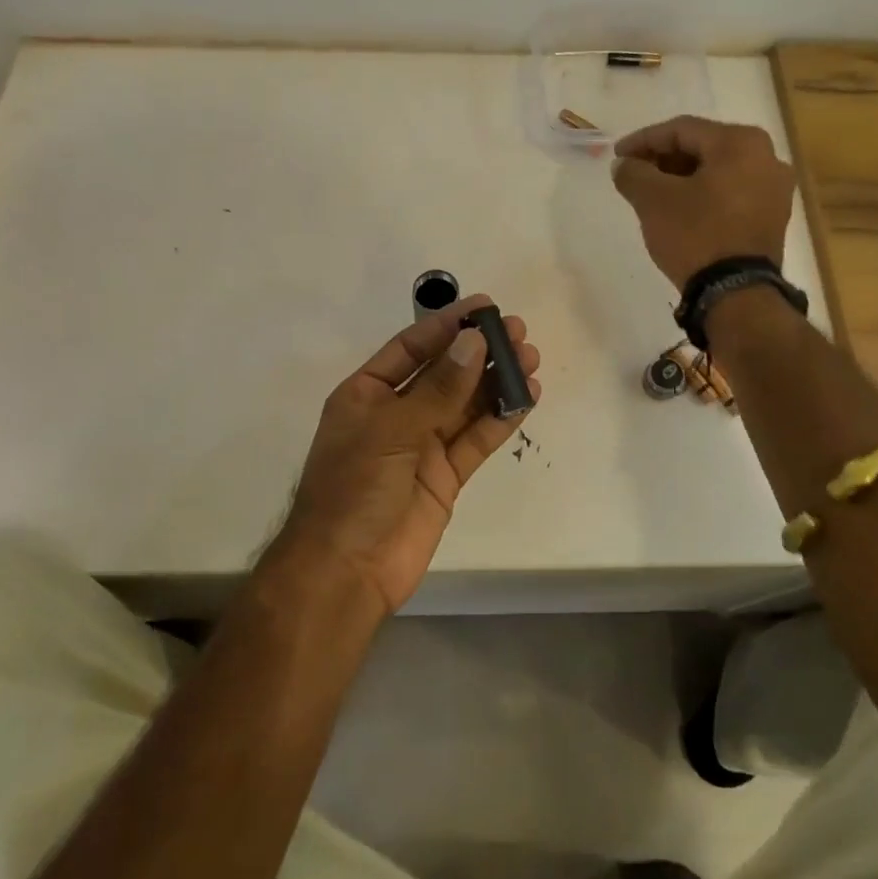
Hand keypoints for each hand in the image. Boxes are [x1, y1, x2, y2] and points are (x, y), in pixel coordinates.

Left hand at [271, 295, 541, 614]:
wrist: (346, 571)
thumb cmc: (354, 489)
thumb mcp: (392, 430)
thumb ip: (438, 388)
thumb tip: (474, 342)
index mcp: (367, 394)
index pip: (411, 349)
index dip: (446, 326)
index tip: (484, 307)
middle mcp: (396, 414)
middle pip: (444, 373)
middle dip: (480, 351)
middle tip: (519, 332)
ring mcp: (422, 446)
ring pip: (466, 405)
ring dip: (496, 382)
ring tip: (531, 359)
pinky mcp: (446, 477)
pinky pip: (476, 440)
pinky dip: (501, 419)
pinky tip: (526, 398)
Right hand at [611, 116, 797, 287]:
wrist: (736, 293)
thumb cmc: (695, 235)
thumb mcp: (653, 200)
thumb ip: (633, 173)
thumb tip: (623, 164)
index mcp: (741, 142)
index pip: (682, 130)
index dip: (643, 140)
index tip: (617, 156)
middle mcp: (767, 157)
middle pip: (703, 148)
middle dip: (664, 159)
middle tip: (634, 173)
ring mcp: (775, 190)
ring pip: (718, 172)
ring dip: (682, 178)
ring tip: (653, 193)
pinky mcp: (773, 218)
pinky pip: (731, 194)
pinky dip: (703, 195)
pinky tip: (680, 210)